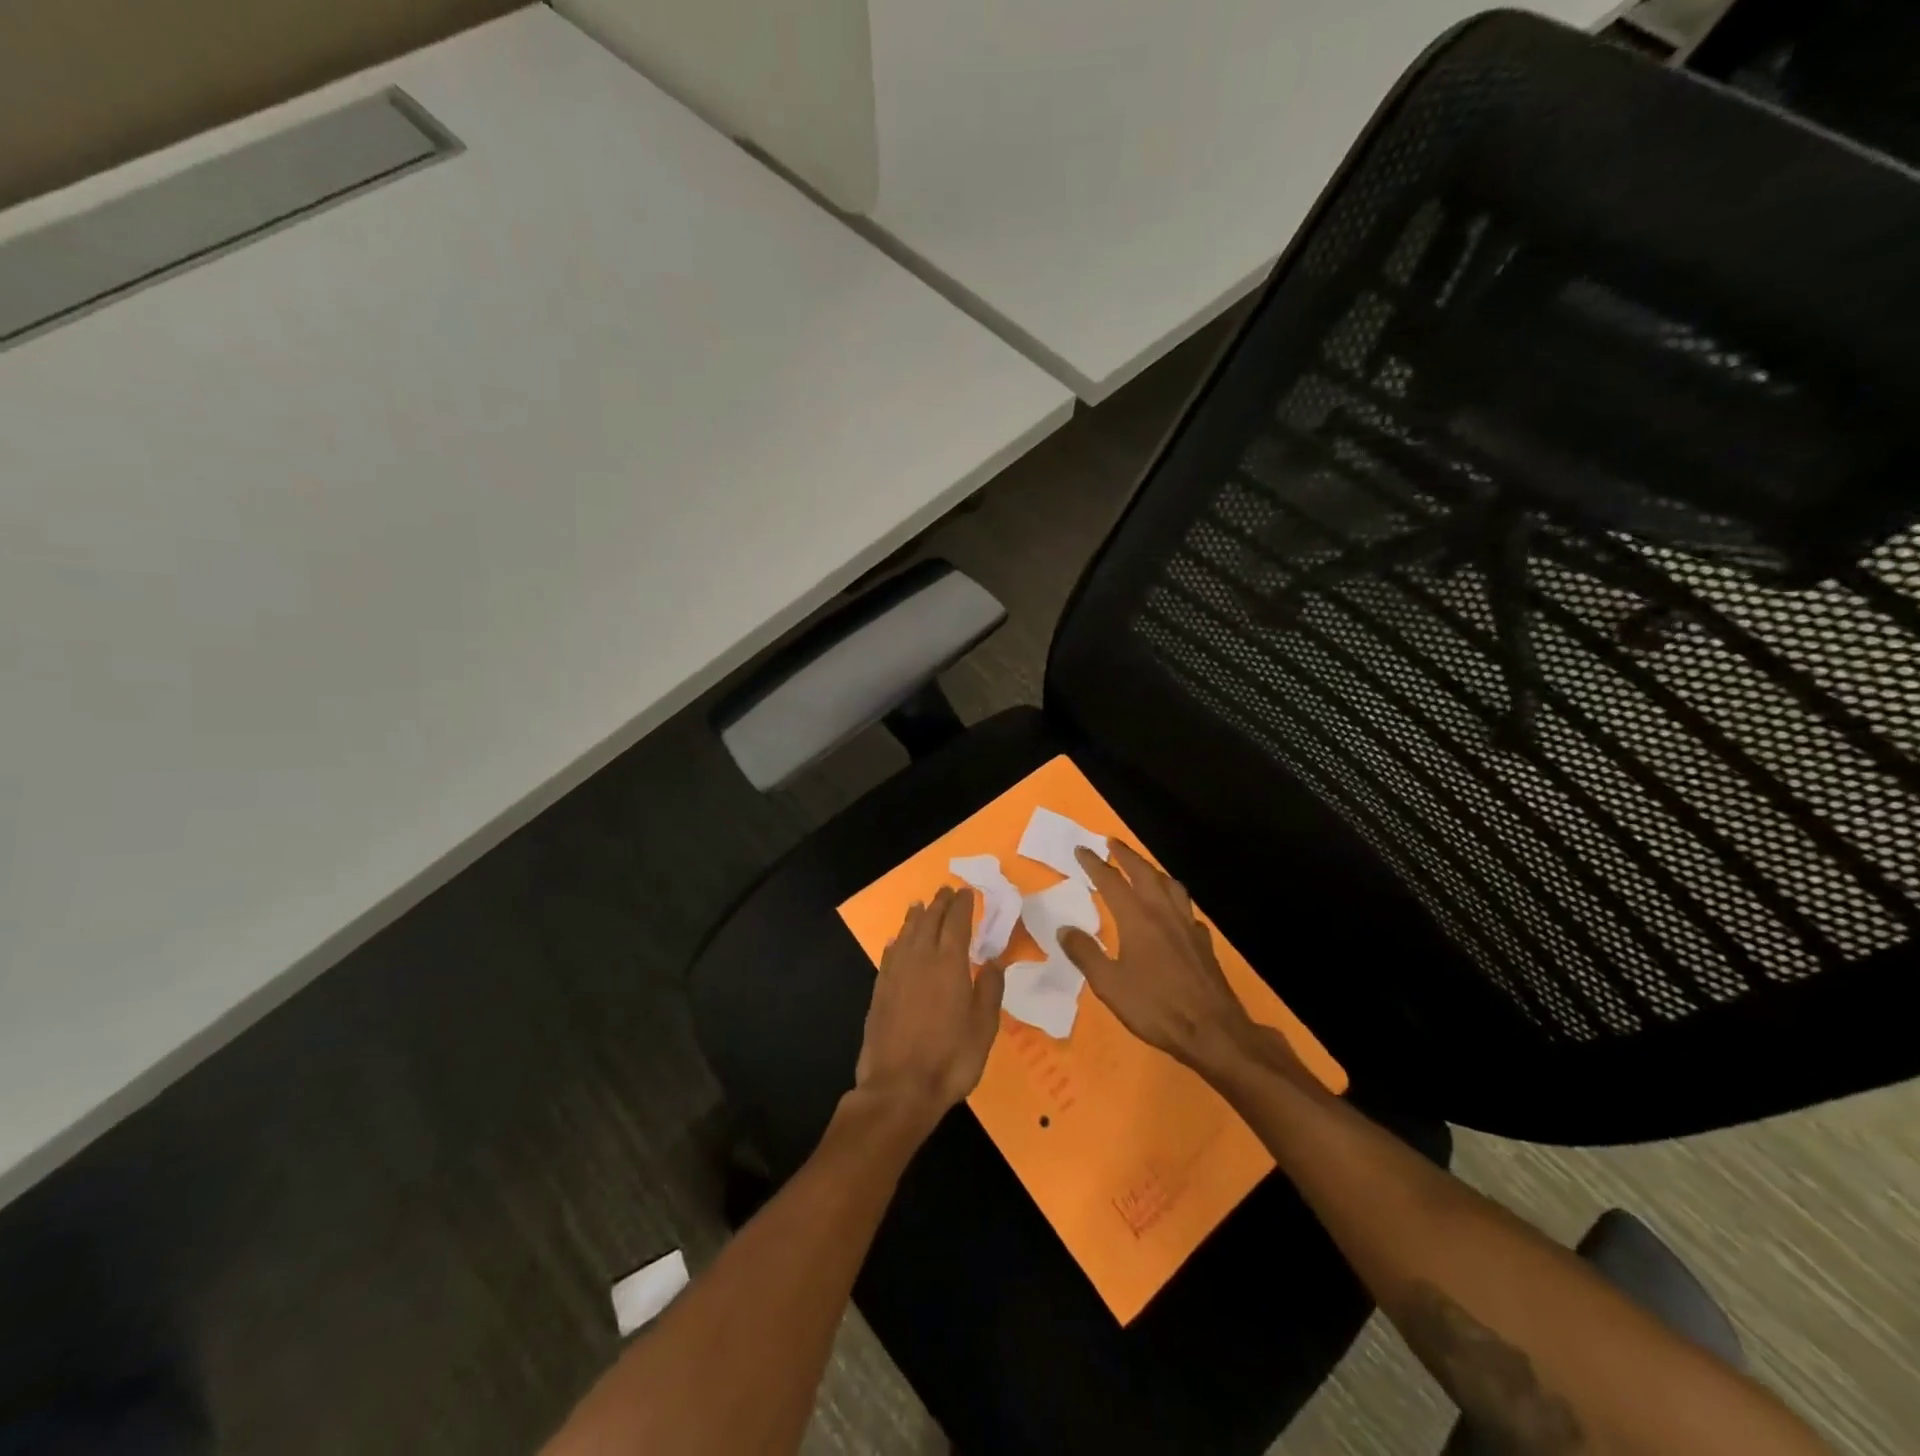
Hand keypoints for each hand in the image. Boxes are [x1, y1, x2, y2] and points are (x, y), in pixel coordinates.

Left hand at [854, 887, 1006, 1128]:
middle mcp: (920, 960)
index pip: (956, 923)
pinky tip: (896, 941)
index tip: (966, 892)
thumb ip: (989, 990)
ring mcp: (896, 974)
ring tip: (920, 905)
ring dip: (915, 917)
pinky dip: (896, 942)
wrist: (898, 1089)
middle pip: (929, 922)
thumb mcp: (984, 1028)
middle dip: (939, 904)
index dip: (961, 905)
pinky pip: (889, 955)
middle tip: (945, 890)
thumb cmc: (950, 1059)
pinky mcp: (880, 991)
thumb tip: (993, 961)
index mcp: (949, 964)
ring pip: (906, 934)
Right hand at [1058, 841, 1282, 1077]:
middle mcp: (1163, 913)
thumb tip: (1065, 929)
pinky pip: (1186, 909)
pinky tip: (1172, 911)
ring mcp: (1187, 926)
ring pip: (1170, 885)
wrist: (1213, 1031)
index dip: (1094, 864)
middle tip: (1111, 842)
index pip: (1112, 881)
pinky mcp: (1203, 942)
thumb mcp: (1109, 985)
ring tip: (1143, 868)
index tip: (1081, 849)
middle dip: (1126, 855)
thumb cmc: (1156, 1007)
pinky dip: (1174, 899)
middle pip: (1144, 873)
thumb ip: (1085, 953)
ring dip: (1153, 870)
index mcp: (1137, 919)